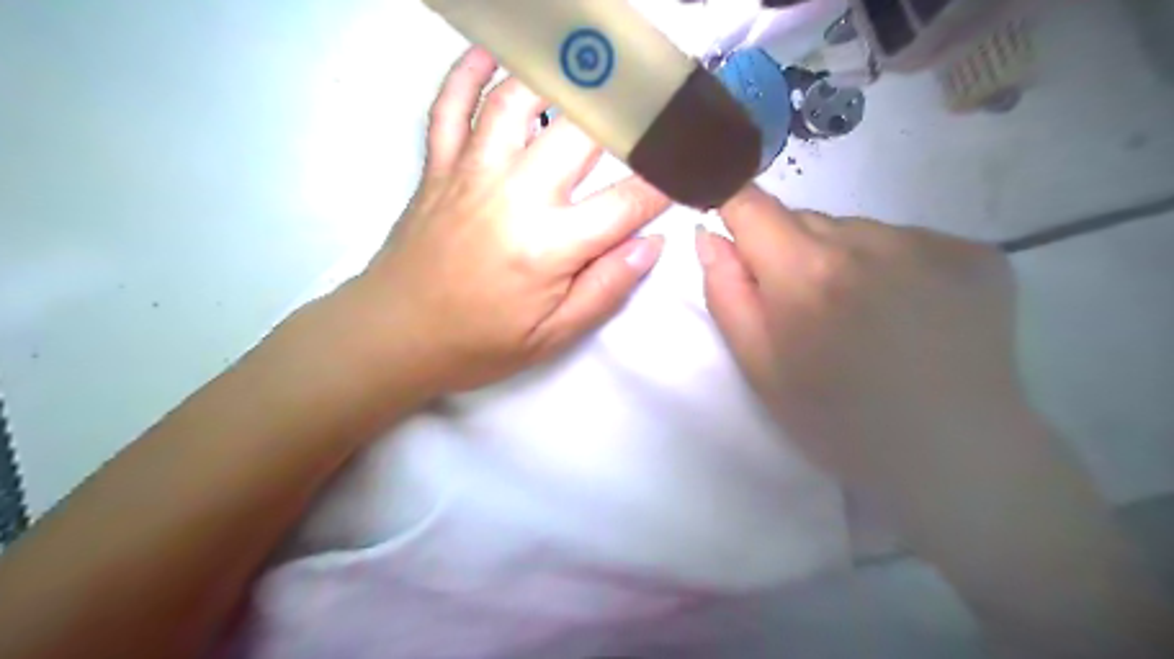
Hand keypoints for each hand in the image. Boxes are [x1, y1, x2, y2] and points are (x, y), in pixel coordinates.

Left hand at [352, 49, 669, 393]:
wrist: (394, 336)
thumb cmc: (479, 343)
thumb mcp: (551, 336)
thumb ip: (605, 288)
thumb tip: (651, 245)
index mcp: (548, 245)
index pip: (627, 201)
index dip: (666, 182)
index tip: (691, 164)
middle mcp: (514, 195)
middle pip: (580, 131)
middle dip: (627, 108)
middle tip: (655, 92)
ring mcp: (471, 173)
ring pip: (515, 100)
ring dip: (556, 74)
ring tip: (590, 64)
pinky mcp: (438, 167)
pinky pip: (449, 105)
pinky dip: (467, 71)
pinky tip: (491, 53)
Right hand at [690, 182, 1024, 491]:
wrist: (953, 458)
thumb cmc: (837, 422)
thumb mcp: (759, 369)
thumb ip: (726, 294)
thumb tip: (710, 235)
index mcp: (807, 273)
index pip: (751, 204)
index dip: (733, 208)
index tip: (734, 231)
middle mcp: (869, 241)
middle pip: (805, 219)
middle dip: (791, 252)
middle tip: (808, 310)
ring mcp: (931, 242)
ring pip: (857, 230)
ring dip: (844, 259)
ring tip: (864, 317)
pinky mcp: (976, 253)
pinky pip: (908, 241)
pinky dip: (895, 266)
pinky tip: (909, 313)